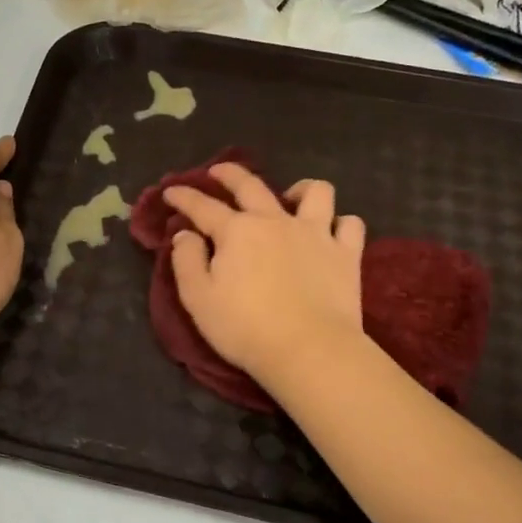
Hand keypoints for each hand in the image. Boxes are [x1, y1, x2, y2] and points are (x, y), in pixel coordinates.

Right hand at [164, 164, 367, 388]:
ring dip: (300, 189)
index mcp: (236, 231)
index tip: (171, 191)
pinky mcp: (346, 254)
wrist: (308, 350)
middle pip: (251, 185)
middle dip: (230, 174)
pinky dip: (340, 224)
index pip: (203, 206)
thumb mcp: (198, 299)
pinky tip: (332, 232)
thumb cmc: (245, 328)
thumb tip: (185, 234)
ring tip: (292, 198)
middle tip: (219, 172)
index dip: (184, 197)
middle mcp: (275, 221)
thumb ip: (186, 261)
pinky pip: (350, 224)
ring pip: (315, 192)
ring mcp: (316, 233)